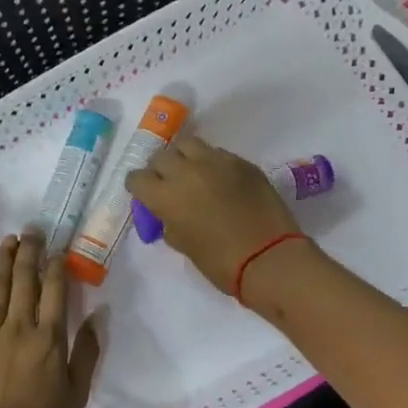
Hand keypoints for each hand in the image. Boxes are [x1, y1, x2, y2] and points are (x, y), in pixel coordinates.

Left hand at [0, 232, 100, 407]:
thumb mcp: (77, 394)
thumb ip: (87, 352)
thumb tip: (97, 314)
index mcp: (48, 338)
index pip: (54, 289)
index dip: (56, 264)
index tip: (57, 248)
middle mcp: (17, 326)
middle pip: (24, 279)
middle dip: (29, 250)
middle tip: (32, 230)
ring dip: (2, 258)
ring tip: (7, 239)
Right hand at [125, 135, 307, 297]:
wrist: (270, 258)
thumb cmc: (221, 263)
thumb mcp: (183, 245)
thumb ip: (169, 222)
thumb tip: (169, 213)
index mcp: (165, 196)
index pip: (137, 178)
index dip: (138, 187)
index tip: (145, 195)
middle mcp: (186, 171)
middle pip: (161, 157)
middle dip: (159, 170)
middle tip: (168, 185)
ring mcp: (216, 162)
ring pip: (188, 145)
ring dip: (183, 158)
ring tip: (191, 173)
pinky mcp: (241, 162)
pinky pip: (217, 153)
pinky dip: (211, 163)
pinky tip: (219, 179)